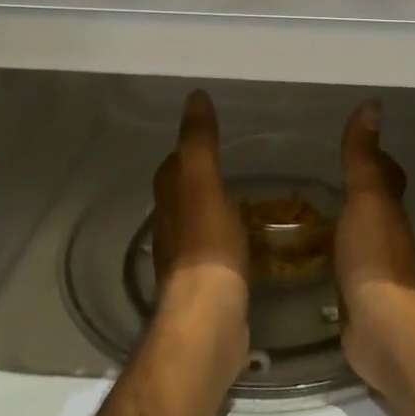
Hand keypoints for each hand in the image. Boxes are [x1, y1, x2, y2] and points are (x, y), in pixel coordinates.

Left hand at [149, 91, 250, 392]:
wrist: (209, 318)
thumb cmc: (208, 246)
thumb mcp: (204, 184)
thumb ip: (199, 143)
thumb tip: (195, 97)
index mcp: (169, 202)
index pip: (172, 168)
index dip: (186, 151)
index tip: (208, 136)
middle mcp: (171, 229)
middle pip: (180, 196)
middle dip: (197, 180)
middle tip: (229, 165)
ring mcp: (186, 261)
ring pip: (196, 224)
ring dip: (211, 210)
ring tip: (240, 200)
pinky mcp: (204, 287)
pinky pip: (214, 252)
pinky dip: (225, 239)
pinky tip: (244, 242)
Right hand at [334, 101, 414, 394]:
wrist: (385, 329)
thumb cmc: (375, 256)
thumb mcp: (367, 198)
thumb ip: (363, 157)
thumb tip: (373, 104)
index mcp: (388, 211)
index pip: (388, 175)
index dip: (377, 159)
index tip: (356, 144)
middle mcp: (386, 238)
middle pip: (374, 208)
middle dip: (354, 194)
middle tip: (317, 181)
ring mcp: (373, 273)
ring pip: (357, 240)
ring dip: (339, 229)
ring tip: (303, 218)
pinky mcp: (357, 303)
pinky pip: (341, 274)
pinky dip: (329, 264)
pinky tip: (307, 264)